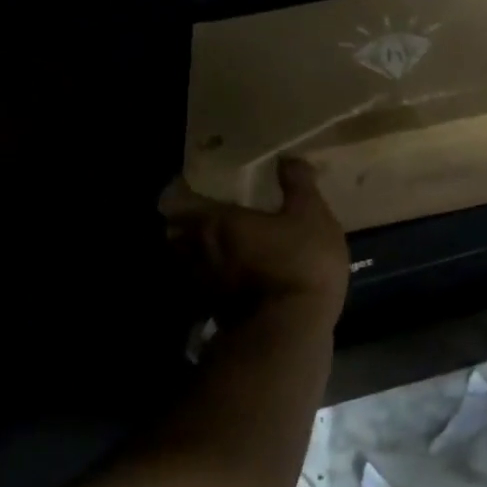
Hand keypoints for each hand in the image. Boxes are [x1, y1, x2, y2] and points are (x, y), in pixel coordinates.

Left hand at [162, 159, 349, 324]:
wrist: (293, 329)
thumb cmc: (301, 261)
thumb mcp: (312, 216)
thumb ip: (298, 185)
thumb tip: (287, 158)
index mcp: (215, 220)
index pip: (176, 200)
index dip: (177, 191)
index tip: (186, 185)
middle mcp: (197, 251)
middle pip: (174, 233)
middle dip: (182, 225)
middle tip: (200, 216)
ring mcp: (201, 286)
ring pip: (185, 263)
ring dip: (193, 254)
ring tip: (211, 249)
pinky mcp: (212, 314)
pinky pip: (201, 290)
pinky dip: (207, 282)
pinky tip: (226, 281)